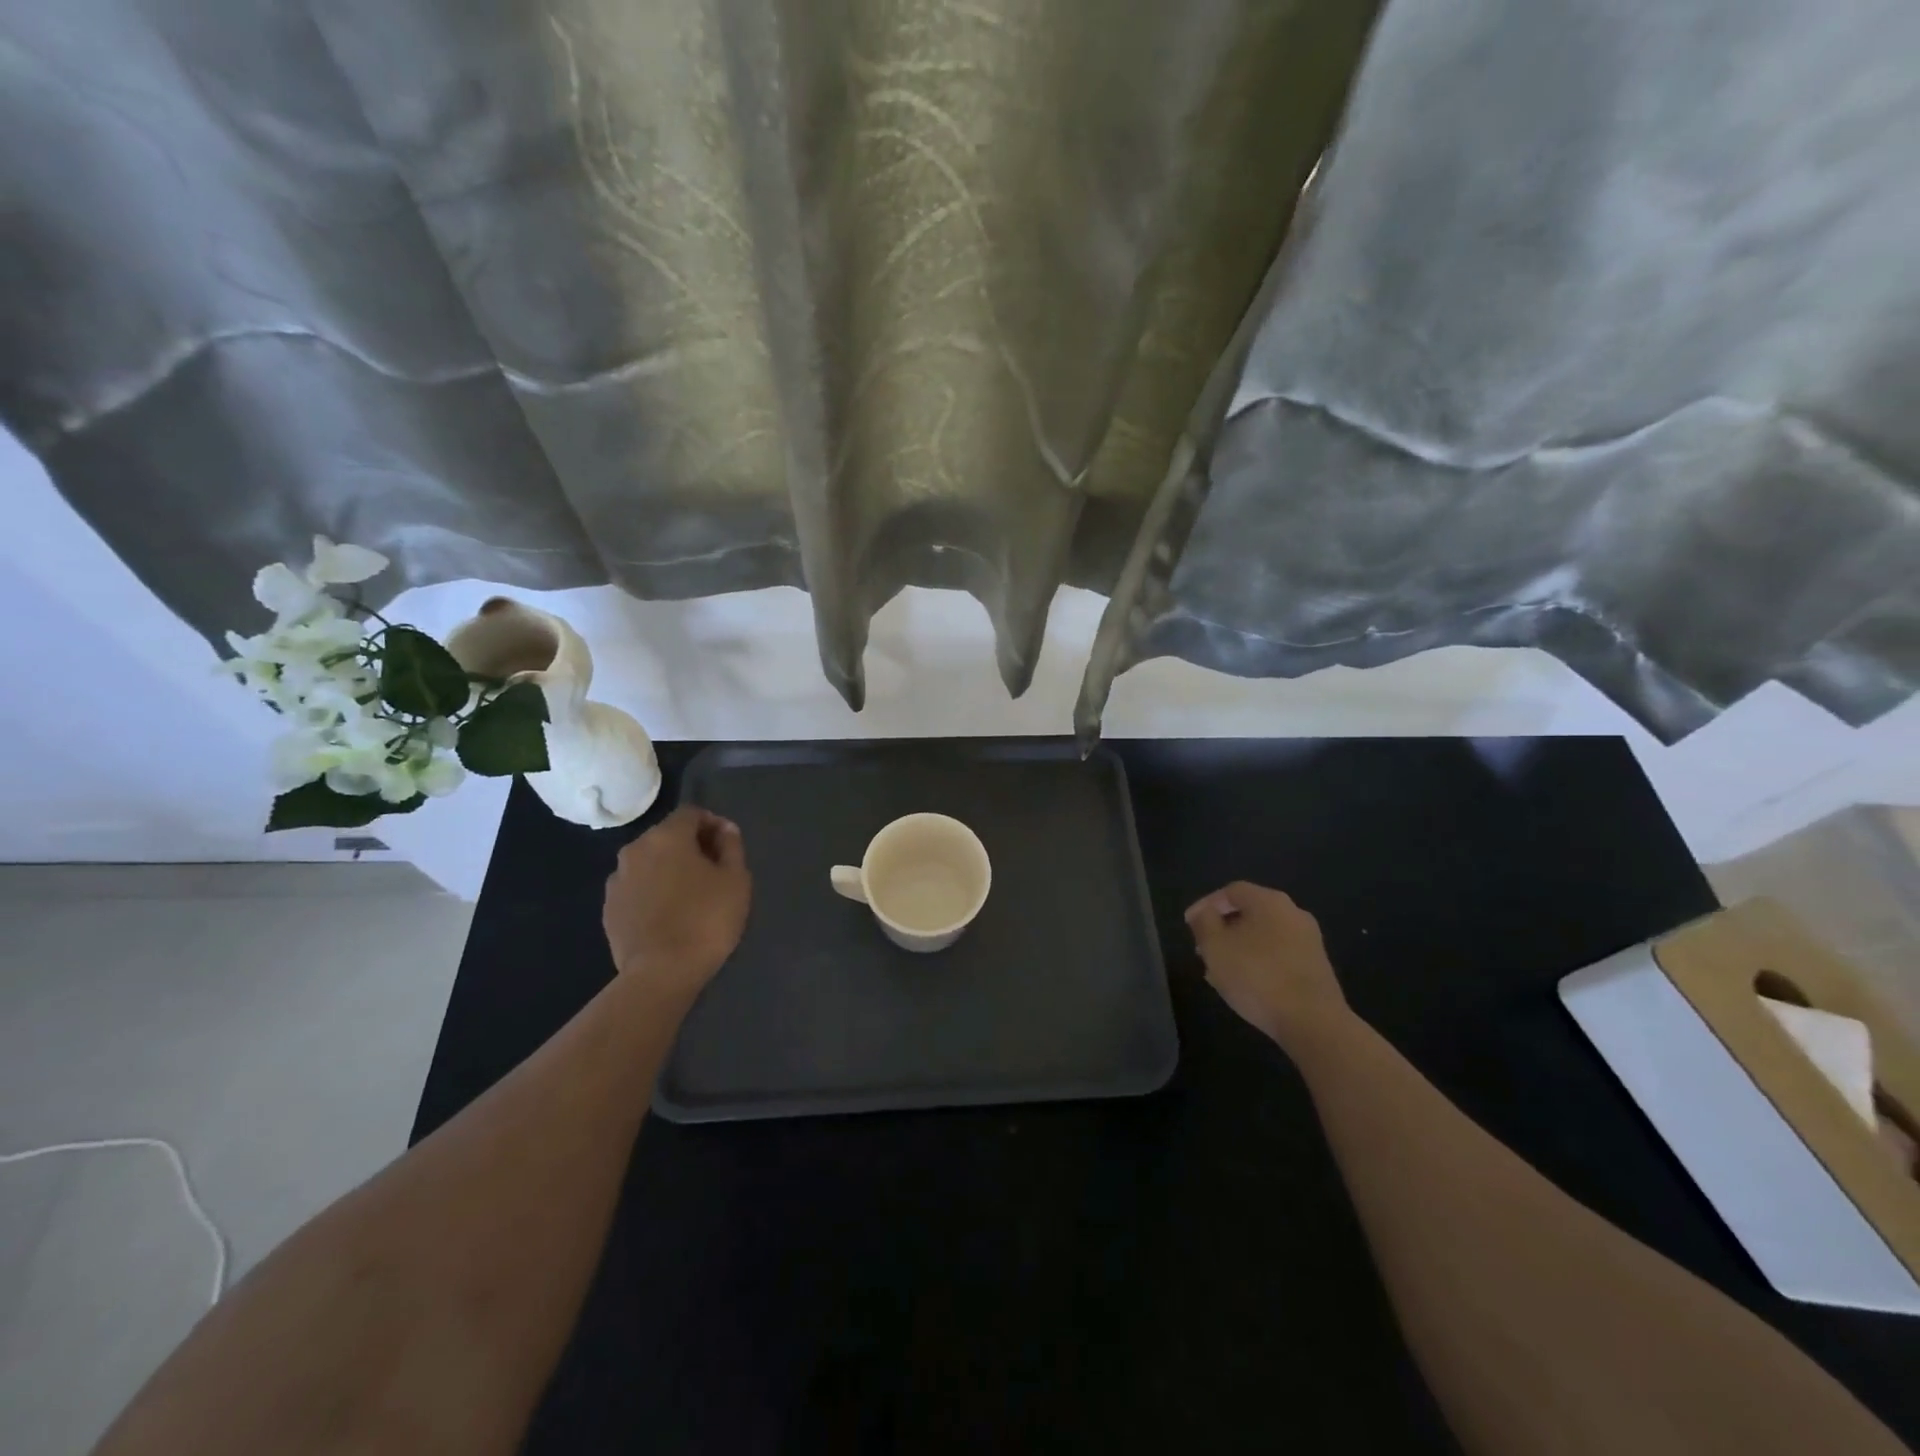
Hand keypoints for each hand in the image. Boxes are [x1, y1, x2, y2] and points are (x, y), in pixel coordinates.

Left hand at [603, 807, 749, 1002]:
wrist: (660, 973)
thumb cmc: (706, 920)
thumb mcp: (736, 879)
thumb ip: (731, 846)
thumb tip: (724, 829)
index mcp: (667, 836)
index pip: (692, 813)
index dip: (712, 824)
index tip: (728, 847)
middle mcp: (635, 849)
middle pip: (667, 836)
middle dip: (690, 846)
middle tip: (713, 872)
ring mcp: (616, 880)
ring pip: (649, 862)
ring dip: (668, 869)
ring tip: (689, 896)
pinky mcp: (608, 909)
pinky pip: (635, 888)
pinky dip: (651, 892)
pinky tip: (667, 915)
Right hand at [1185, 882, 1349, 1048]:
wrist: (1313, 1023)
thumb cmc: (1257, 977)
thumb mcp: (1215, 947)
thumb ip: (1204, 922)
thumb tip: (1204, 912)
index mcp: (1269, 901)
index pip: (1231, 891)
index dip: (1205, 905)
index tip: (1189, 926)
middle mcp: (1293, 913)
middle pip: (1249, 912)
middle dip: (1222, 929)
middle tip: (1203, 949)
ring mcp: (1309, 941)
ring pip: (1263, 936)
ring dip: (1239, 948)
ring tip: (1219, 971)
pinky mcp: (1316, 967)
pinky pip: (1278, 955)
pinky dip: (1258, 962)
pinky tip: (1245, 984)